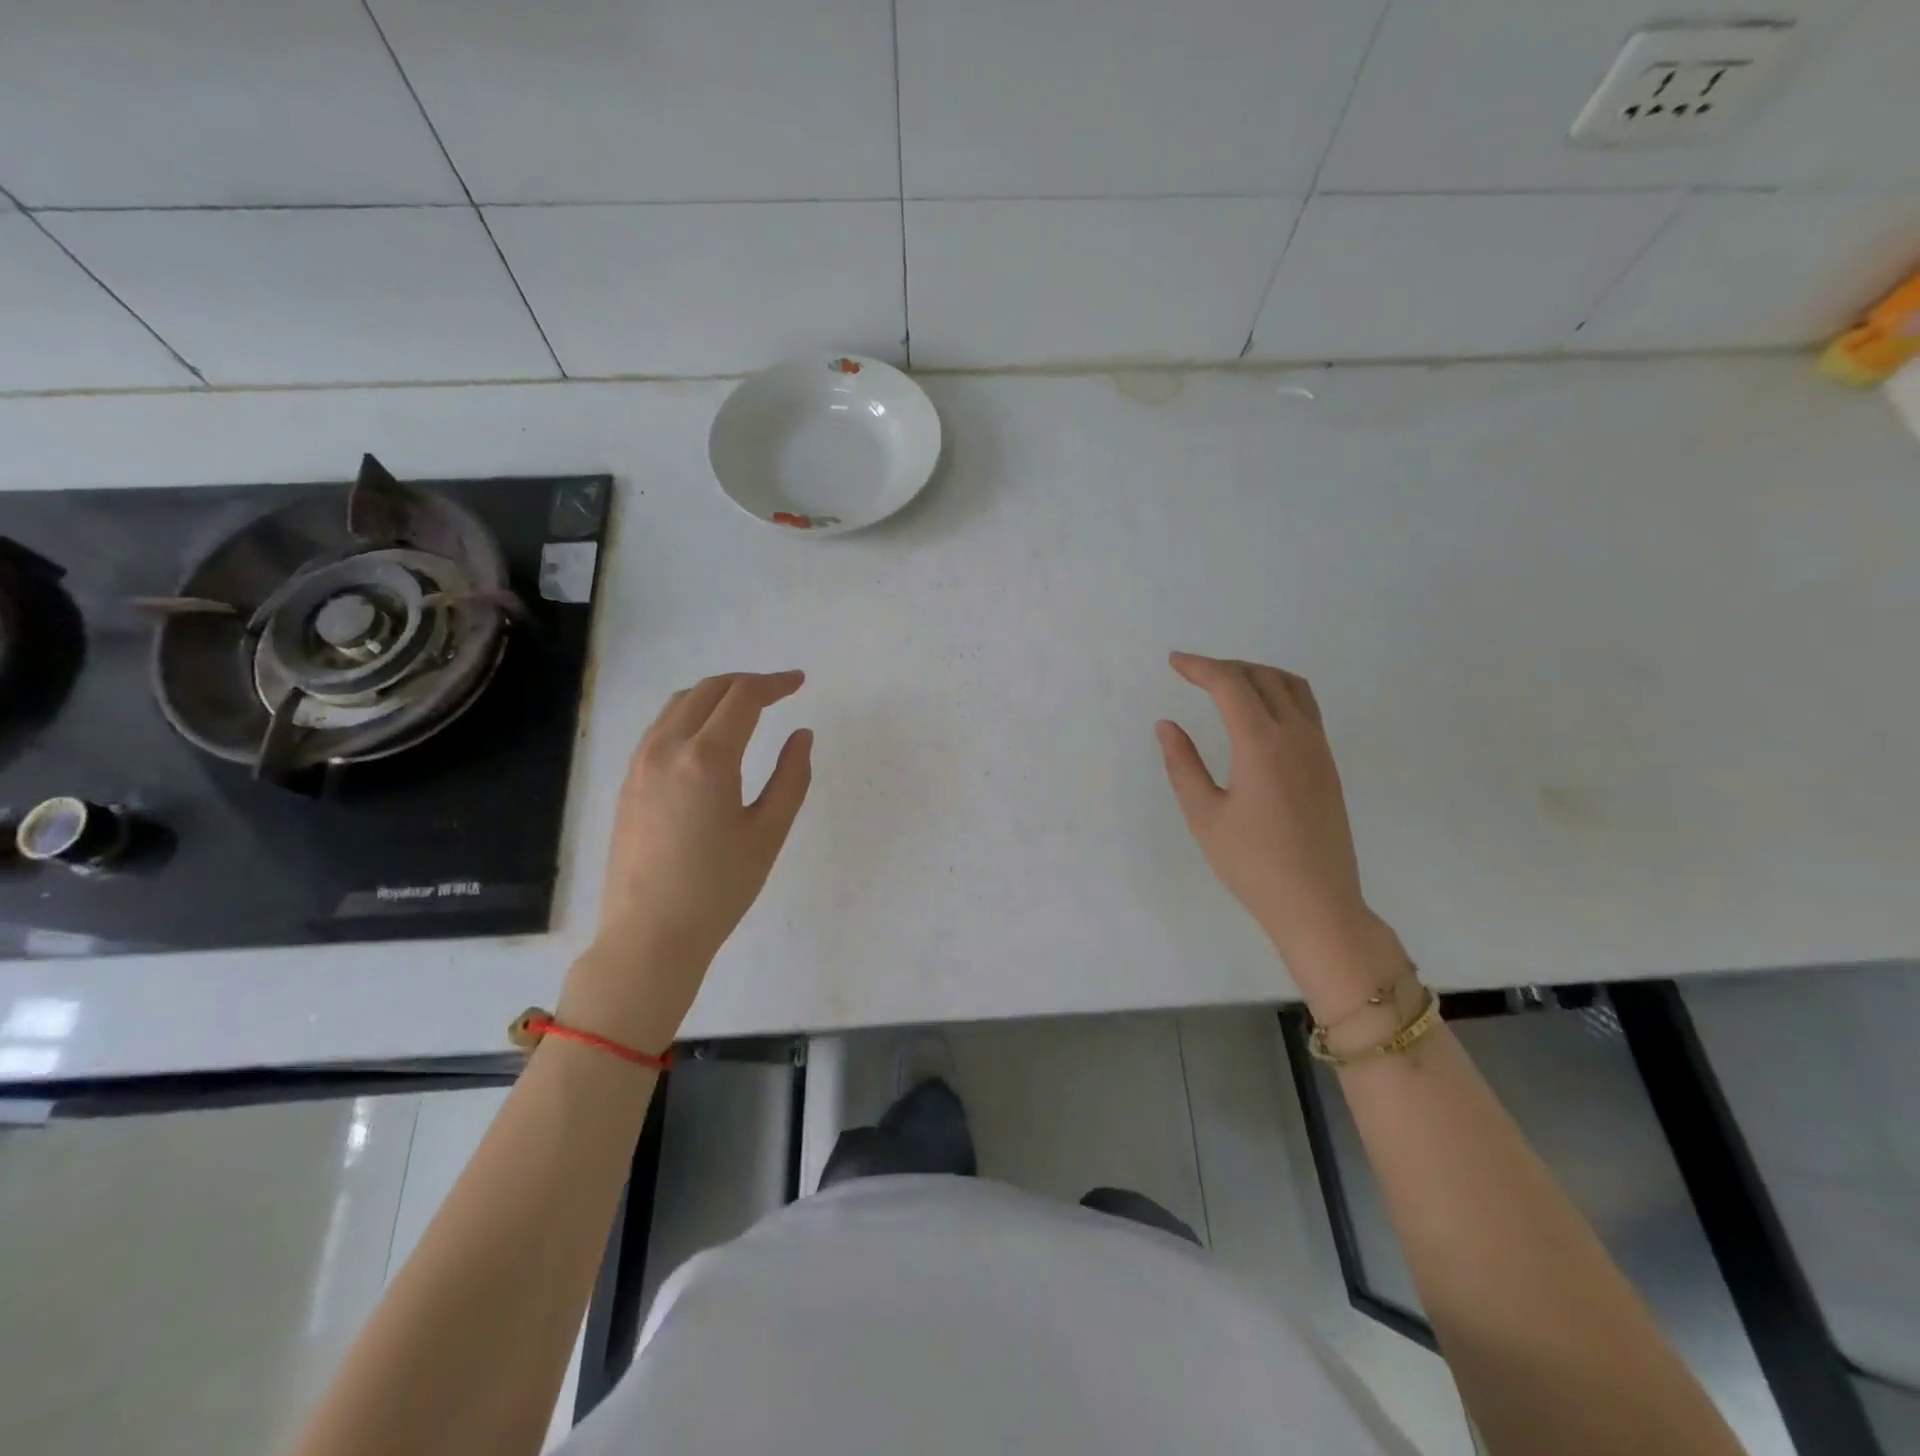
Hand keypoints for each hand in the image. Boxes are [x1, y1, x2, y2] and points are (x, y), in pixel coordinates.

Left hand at [560, 670, 812, 1052]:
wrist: (650, 934)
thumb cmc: (719, 888)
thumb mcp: (769, 833)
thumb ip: (791, 777)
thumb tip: (802, 735)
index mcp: (708, 758)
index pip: (743, 697)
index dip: (775, 683)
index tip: (799, 682)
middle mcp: (668, 748)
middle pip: (708, 690)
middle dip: (746, 683)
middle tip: (777, 692)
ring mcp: (640, 763)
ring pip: (678, 704)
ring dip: (715, 695)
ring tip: (745, 708)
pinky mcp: (627, 782)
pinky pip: (660, 727)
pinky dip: (689, 714)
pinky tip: (706, 737)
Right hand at [1157, 652, 1390, 989]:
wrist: (1317, 903)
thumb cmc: (1252, 864)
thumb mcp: (1204, 816)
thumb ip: (1183, 764)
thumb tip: (1167, 725)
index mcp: (1262, 744)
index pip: (1230, 685)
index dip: (1199, 667)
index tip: (1174, 662)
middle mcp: (1296, 735)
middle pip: (1262, 676)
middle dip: (1225, 666)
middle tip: (1193, 673)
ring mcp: (1318, 749)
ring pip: (1291, 686)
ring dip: (1256, 674)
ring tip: (1226, 683)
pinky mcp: (1328, 765)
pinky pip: (1305, 707)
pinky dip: (1278, 692)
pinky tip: (1258, 713)